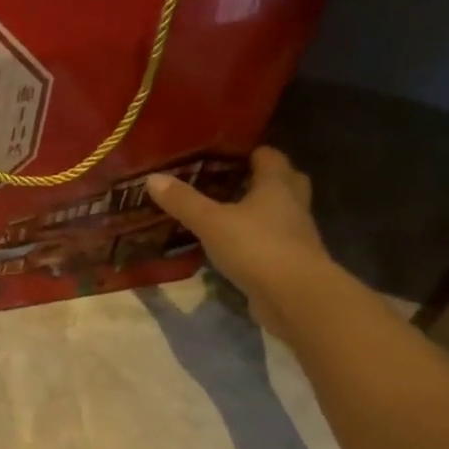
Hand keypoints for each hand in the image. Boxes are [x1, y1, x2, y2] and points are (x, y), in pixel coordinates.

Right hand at [147, 147, 337, 337]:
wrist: (295, 296)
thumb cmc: (256, 247)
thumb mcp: (211, 222)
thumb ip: (183, 201)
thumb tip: (153, 178)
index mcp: (276, 186)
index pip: (270, 157)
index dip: (251, 152)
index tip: (227, 153)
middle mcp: (292, 205)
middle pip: (285, 182)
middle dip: (262, 179)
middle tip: (230, 181)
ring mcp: (296, 236)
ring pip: (281, 213)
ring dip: (261, 211)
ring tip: (227, 213)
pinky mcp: (291, 263)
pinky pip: (274, 242)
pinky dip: (257, 240)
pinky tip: (233, 246)